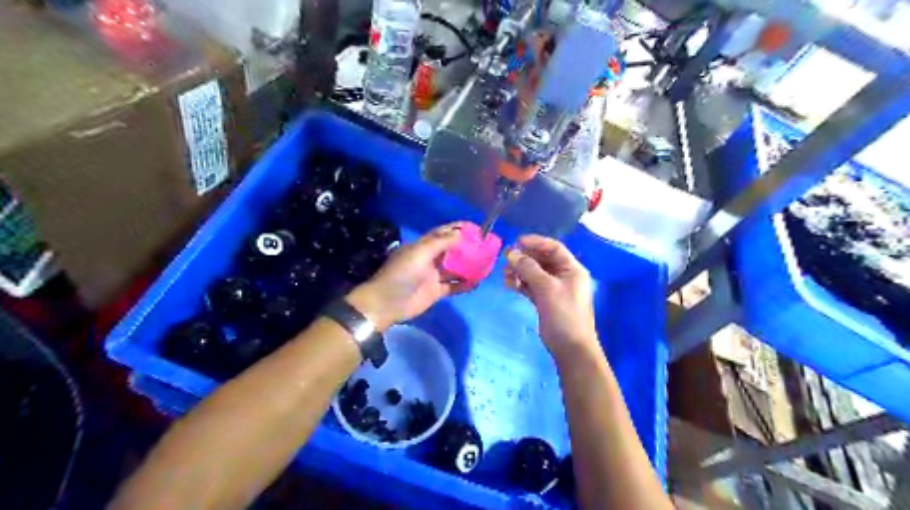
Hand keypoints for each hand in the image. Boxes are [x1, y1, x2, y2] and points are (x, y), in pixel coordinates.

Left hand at [347, 223, 476, 330]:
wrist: (387, 303)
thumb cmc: (402, 274)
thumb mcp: (420, 253)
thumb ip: (441, 243)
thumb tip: (460, 233)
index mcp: (423, 246)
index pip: (443, 233)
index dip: (458, 229)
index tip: (476, 228)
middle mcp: (429, 259)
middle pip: (451, 250)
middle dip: (467, 247)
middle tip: (486, 246)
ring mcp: (433, 276)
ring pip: (455, 268)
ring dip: (469, 266)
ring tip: (486, 264)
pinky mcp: (436, 292)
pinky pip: (454, 286)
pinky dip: (465, 284)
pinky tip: (477, 282)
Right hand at [501, 234, 601, 358]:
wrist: (571, 348)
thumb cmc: (564, 314)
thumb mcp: (547, 288)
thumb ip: (529, 268)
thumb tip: (512, 253)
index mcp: (572, 269)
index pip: (553, 248)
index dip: (535, 242)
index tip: (516, 242)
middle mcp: (564, 276)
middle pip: (542, 260)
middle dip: (524, 258)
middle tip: (506, 259)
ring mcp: (554, 289)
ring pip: (534, 273)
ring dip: (520, 272)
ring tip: (506, 275)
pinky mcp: (546, 301)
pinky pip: (531, 286)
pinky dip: (521, 284)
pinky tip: (509, 284)